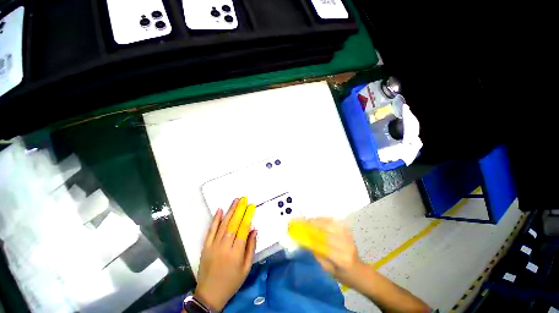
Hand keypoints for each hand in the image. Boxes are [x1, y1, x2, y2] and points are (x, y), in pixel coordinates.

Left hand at [194, 197, 256, 310]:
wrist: (210, 294)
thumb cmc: (232, 281)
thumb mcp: (246, 268)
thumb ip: (251, 247)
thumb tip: (254, 230)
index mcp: (236, 252)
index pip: (243, 229)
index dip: (248, 216)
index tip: (251, 206)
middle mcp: (225, 246)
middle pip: (233, 224)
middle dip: (239, 209)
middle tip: (244, 198)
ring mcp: (214, 245)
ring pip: (223, 224)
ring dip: (230, 211)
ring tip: (235, 200)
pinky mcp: (206, 246)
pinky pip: (211, 230)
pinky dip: (215, 219)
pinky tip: (220, 210)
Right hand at [298, 218, 362, 283]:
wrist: (360, 272)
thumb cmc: (343, 275)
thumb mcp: (329, 270)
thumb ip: (319, 256)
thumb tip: (308, 243)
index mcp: (342, 260)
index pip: (325, 247)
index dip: (314, 239)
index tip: (304, 234)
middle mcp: (347, 247)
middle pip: (329, 233)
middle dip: (316, 226)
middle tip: (306, 223)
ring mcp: (349, 238)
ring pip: (333, 225)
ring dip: (320, 221)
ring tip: (311, 220)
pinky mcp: (349, 233)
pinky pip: (337, 223)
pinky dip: (327, 219)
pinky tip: (320, 219)